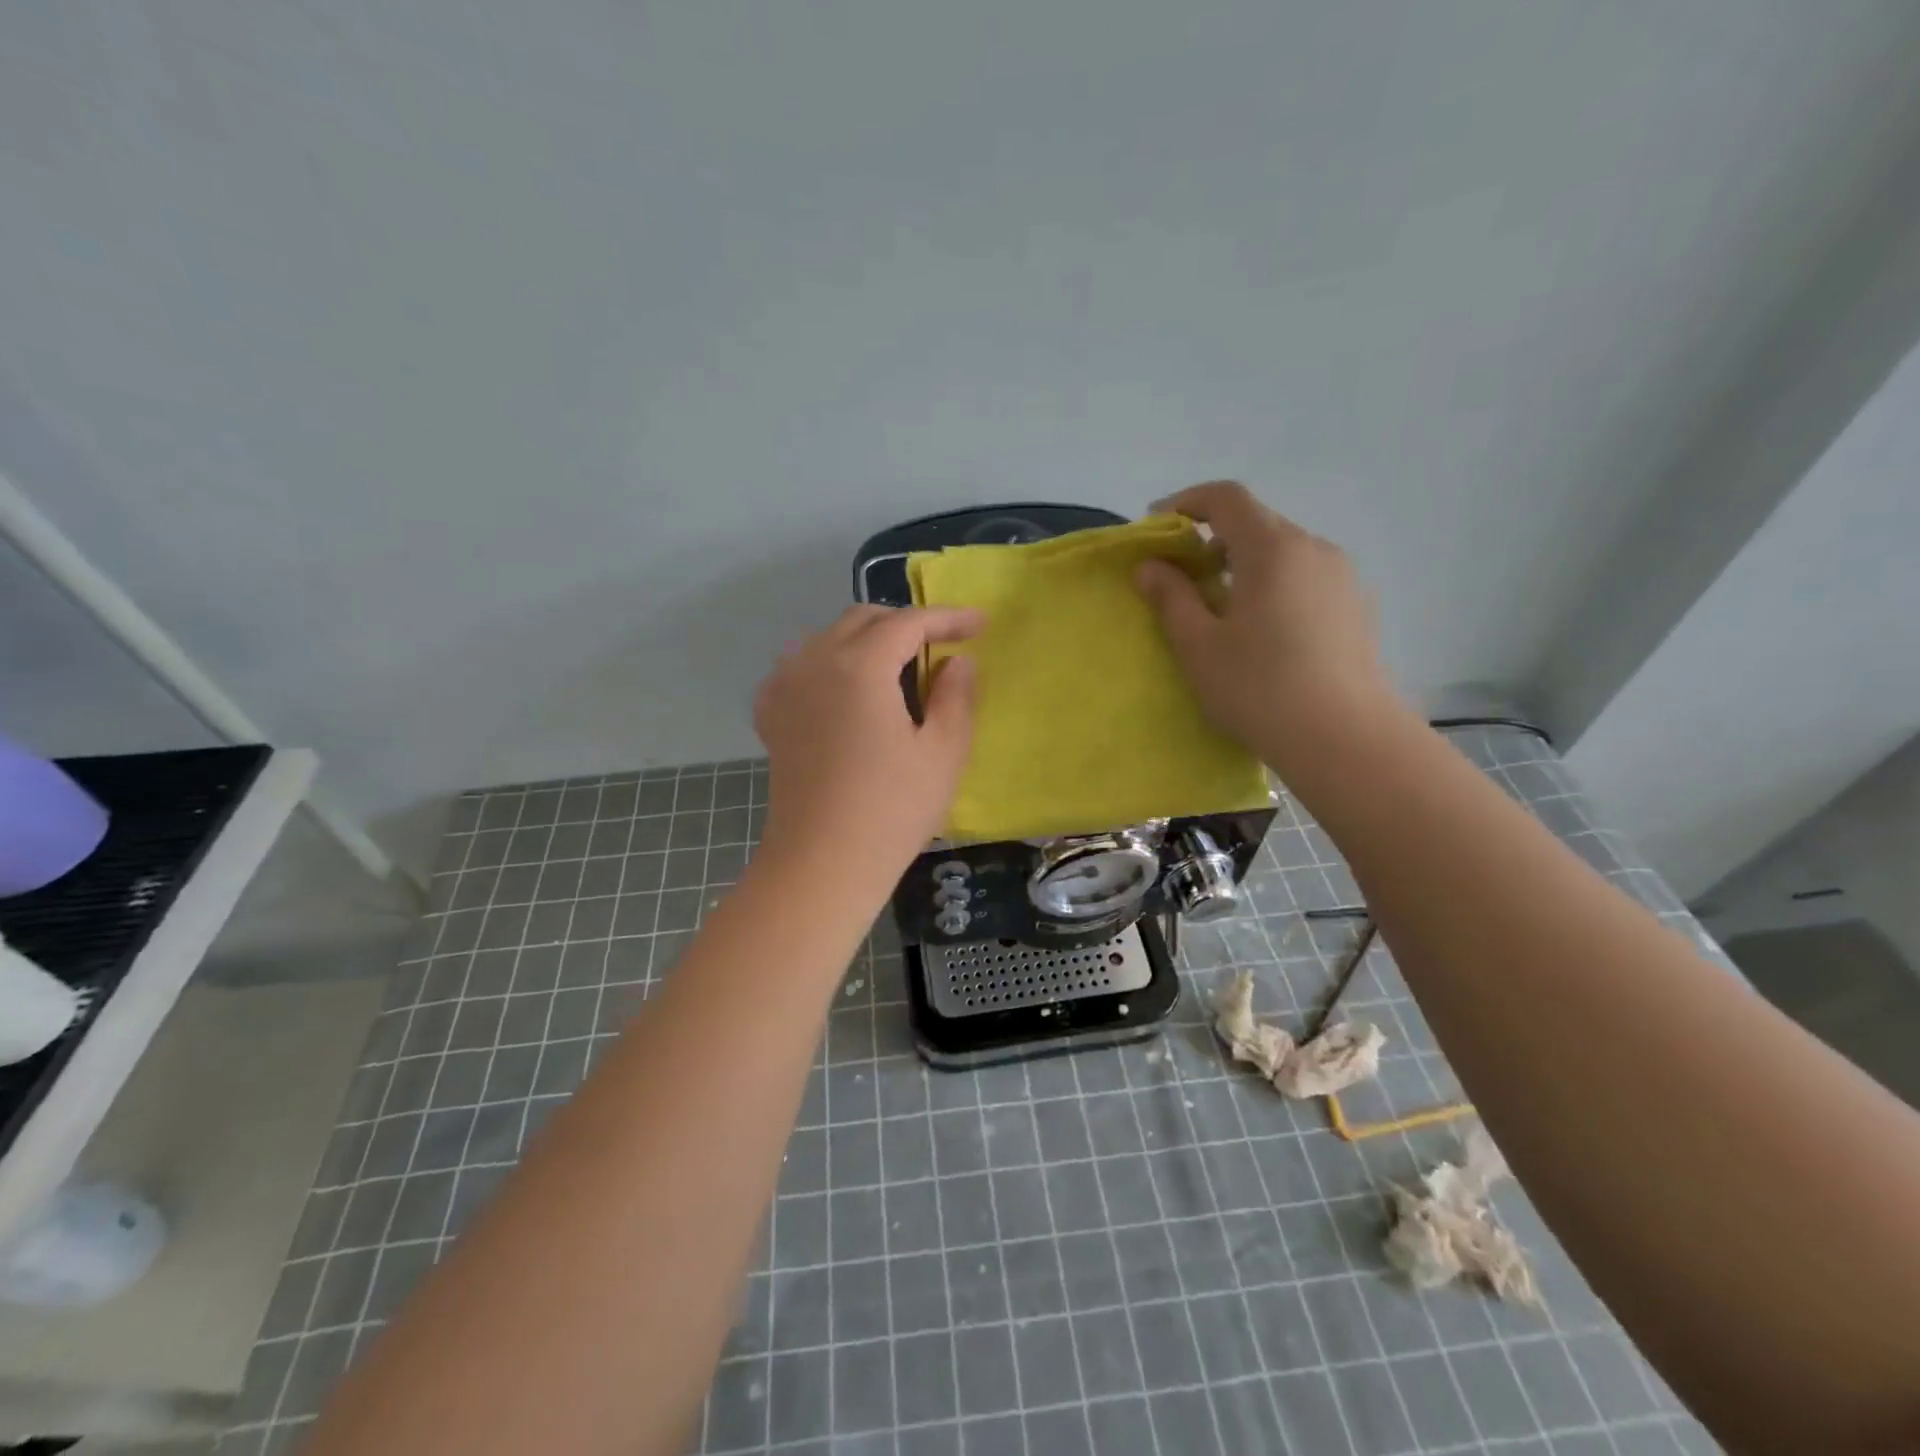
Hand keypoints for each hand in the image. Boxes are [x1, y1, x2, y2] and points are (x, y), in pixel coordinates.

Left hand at [754, 605, 982, 887]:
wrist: (822, 863)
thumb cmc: (891, 810)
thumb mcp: (943, 752)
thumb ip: (956, 696)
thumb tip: (957, 661)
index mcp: (859, 666)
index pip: (908, 622)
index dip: (947, 617)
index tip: (980, 624)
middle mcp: (814, 662)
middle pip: (863, 620)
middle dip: (906, 622)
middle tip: (943, 643)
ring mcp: (785, 687)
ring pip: (828, 637)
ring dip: (867, 638)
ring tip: (898, 662)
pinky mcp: (772, 715)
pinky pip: (801, 665)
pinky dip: (830, 661)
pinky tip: (846, 686)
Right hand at [1134, 481, 1402, 770]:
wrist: (1345, 739)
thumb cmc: (1260, 688)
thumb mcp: (1198, 645)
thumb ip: (1171, 598)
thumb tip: (1150, 566)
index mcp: (1273, 549)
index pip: (1227, 498)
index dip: (1187, 502)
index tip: (1158, 527)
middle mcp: (1314, 549)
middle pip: (1257, 523)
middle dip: (1213, 538)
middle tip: (1183, 577)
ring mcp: (1342, 577)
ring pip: (1283, 552)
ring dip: (1245, 564)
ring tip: (1222, 608)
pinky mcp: (1357, 606)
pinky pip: (1305, 577)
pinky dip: (1274, 584)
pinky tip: (1264, 631)